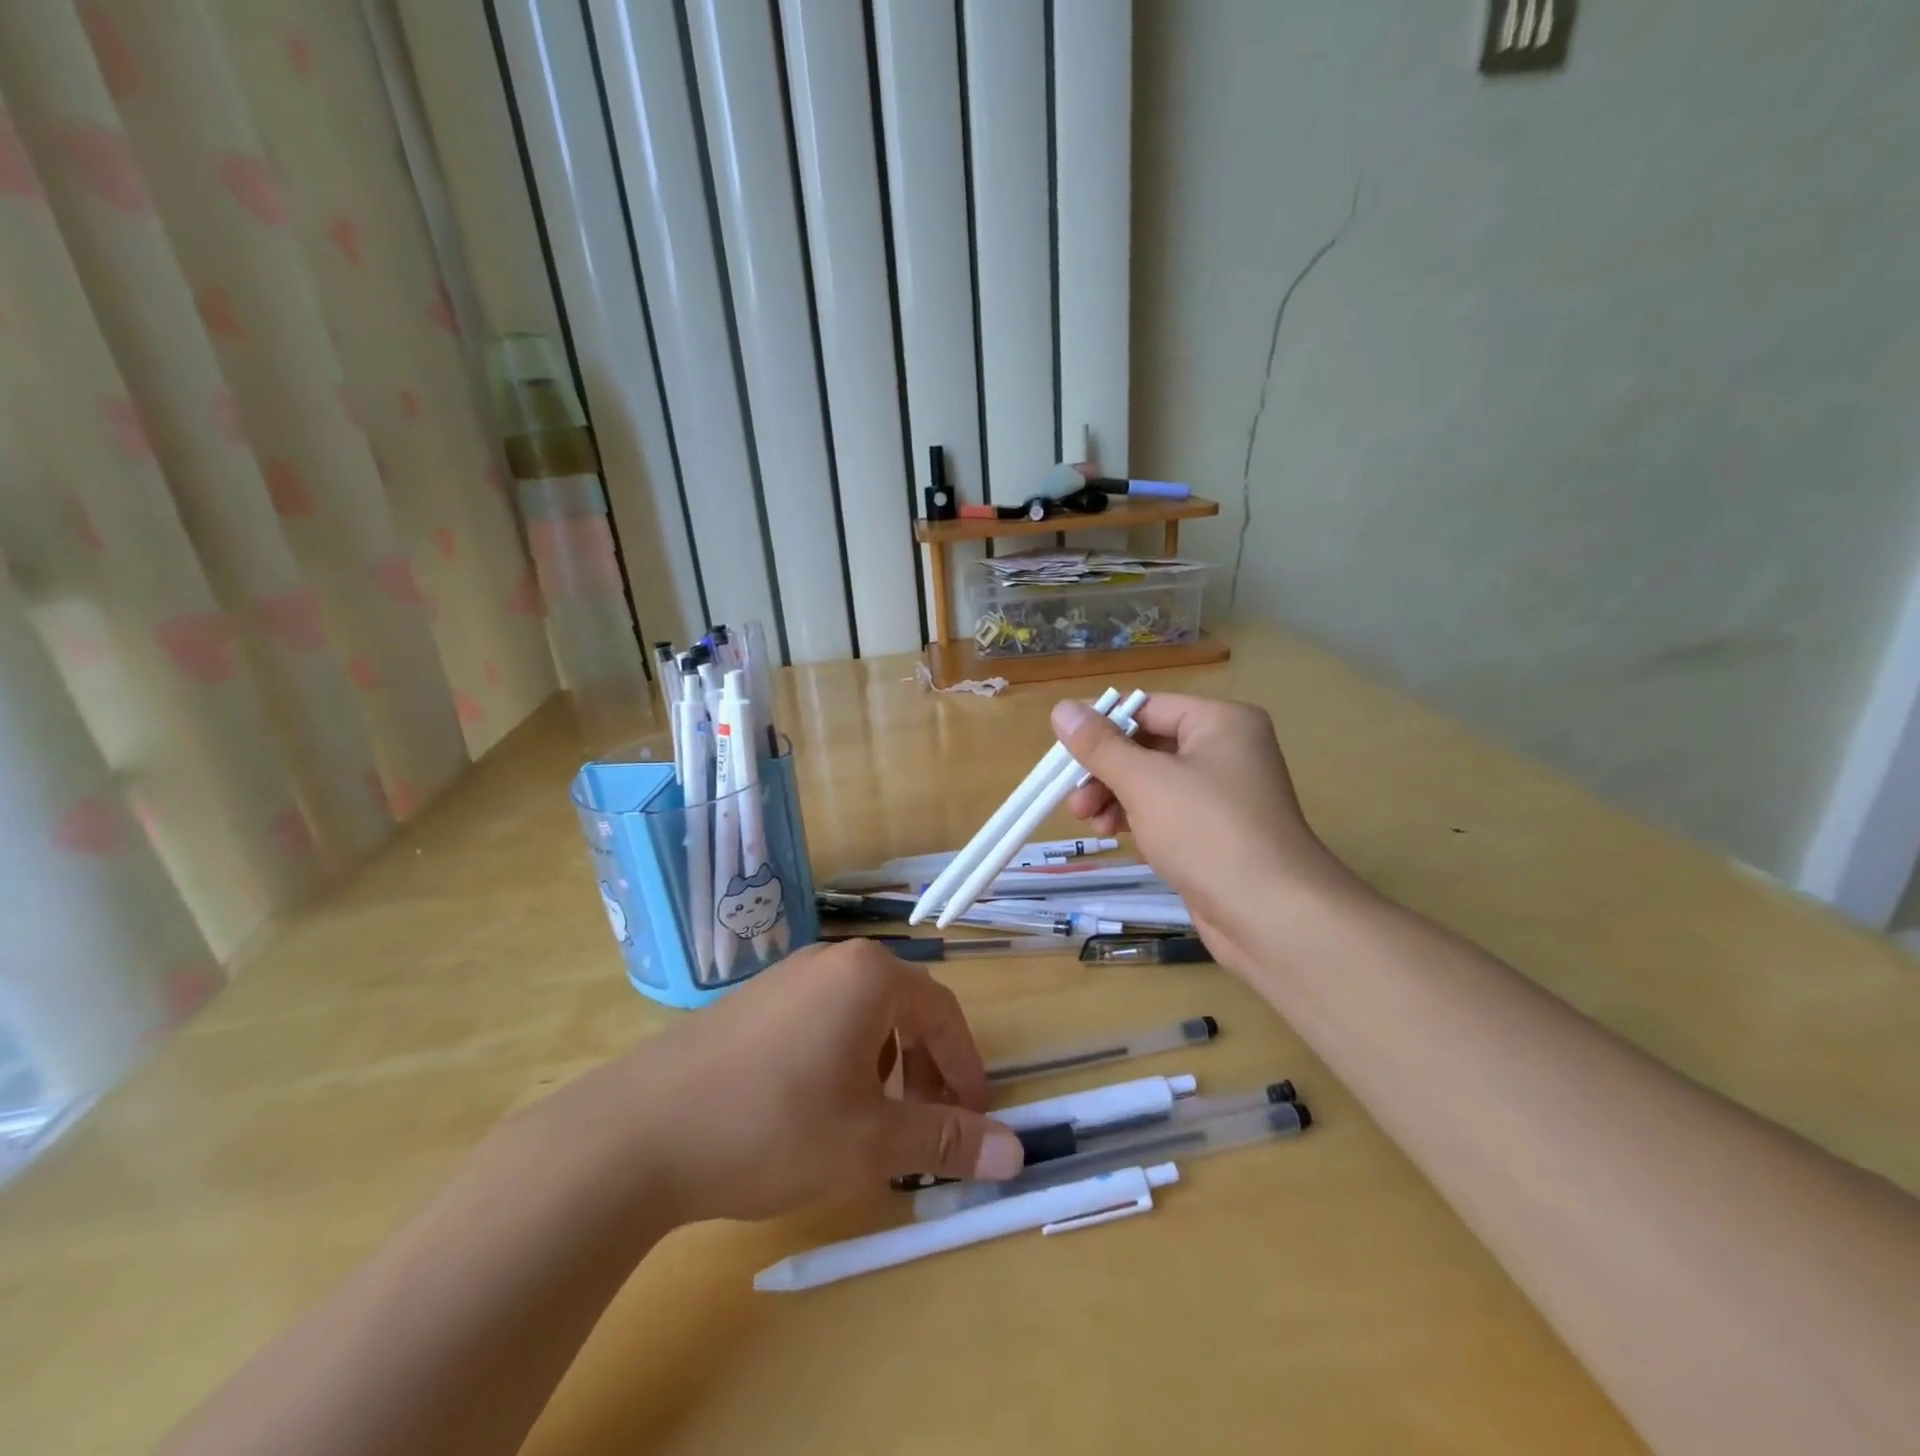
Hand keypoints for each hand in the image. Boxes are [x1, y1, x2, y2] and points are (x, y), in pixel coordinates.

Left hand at [611, 940, 1024, 1223]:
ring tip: (875, 1121)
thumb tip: (1016, 1151)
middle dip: (927, 1070)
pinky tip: (819, 1107)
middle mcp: (833, 961)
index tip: (976, 1120)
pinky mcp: (754, 1001)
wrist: (640, 1131)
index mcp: (870, 976)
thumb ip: (945, 1139)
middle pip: (904, 1010)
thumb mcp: (870, 1141)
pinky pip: (821, 1019)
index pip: (944, 1014)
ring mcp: (788, 976)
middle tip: (929, 1127)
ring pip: (862, 1016)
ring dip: (886, 1066)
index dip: (966, 1069)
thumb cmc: (773, 1126)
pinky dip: (844, 1058)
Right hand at [1051, 695, 1363, 954]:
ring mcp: (1224, 794)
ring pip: (1153, 783)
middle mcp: (1226, 750)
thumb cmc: (1206, 831)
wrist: (1271, 915)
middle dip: (1106, 772)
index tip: (1061, 751)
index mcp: (1220, 722)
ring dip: (1116, 799)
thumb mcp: (1144, 781)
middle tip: (1074, 800)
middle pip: (1148, 746)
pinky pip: (1168, 813)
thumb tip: (1061, 708)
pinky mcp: (1218, 833)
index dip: (1101, 726)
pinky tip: (1120, 838)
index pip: (1147, 708)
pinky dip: (1140, 821)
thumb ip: (1099, 745)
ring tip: (1091, 824)